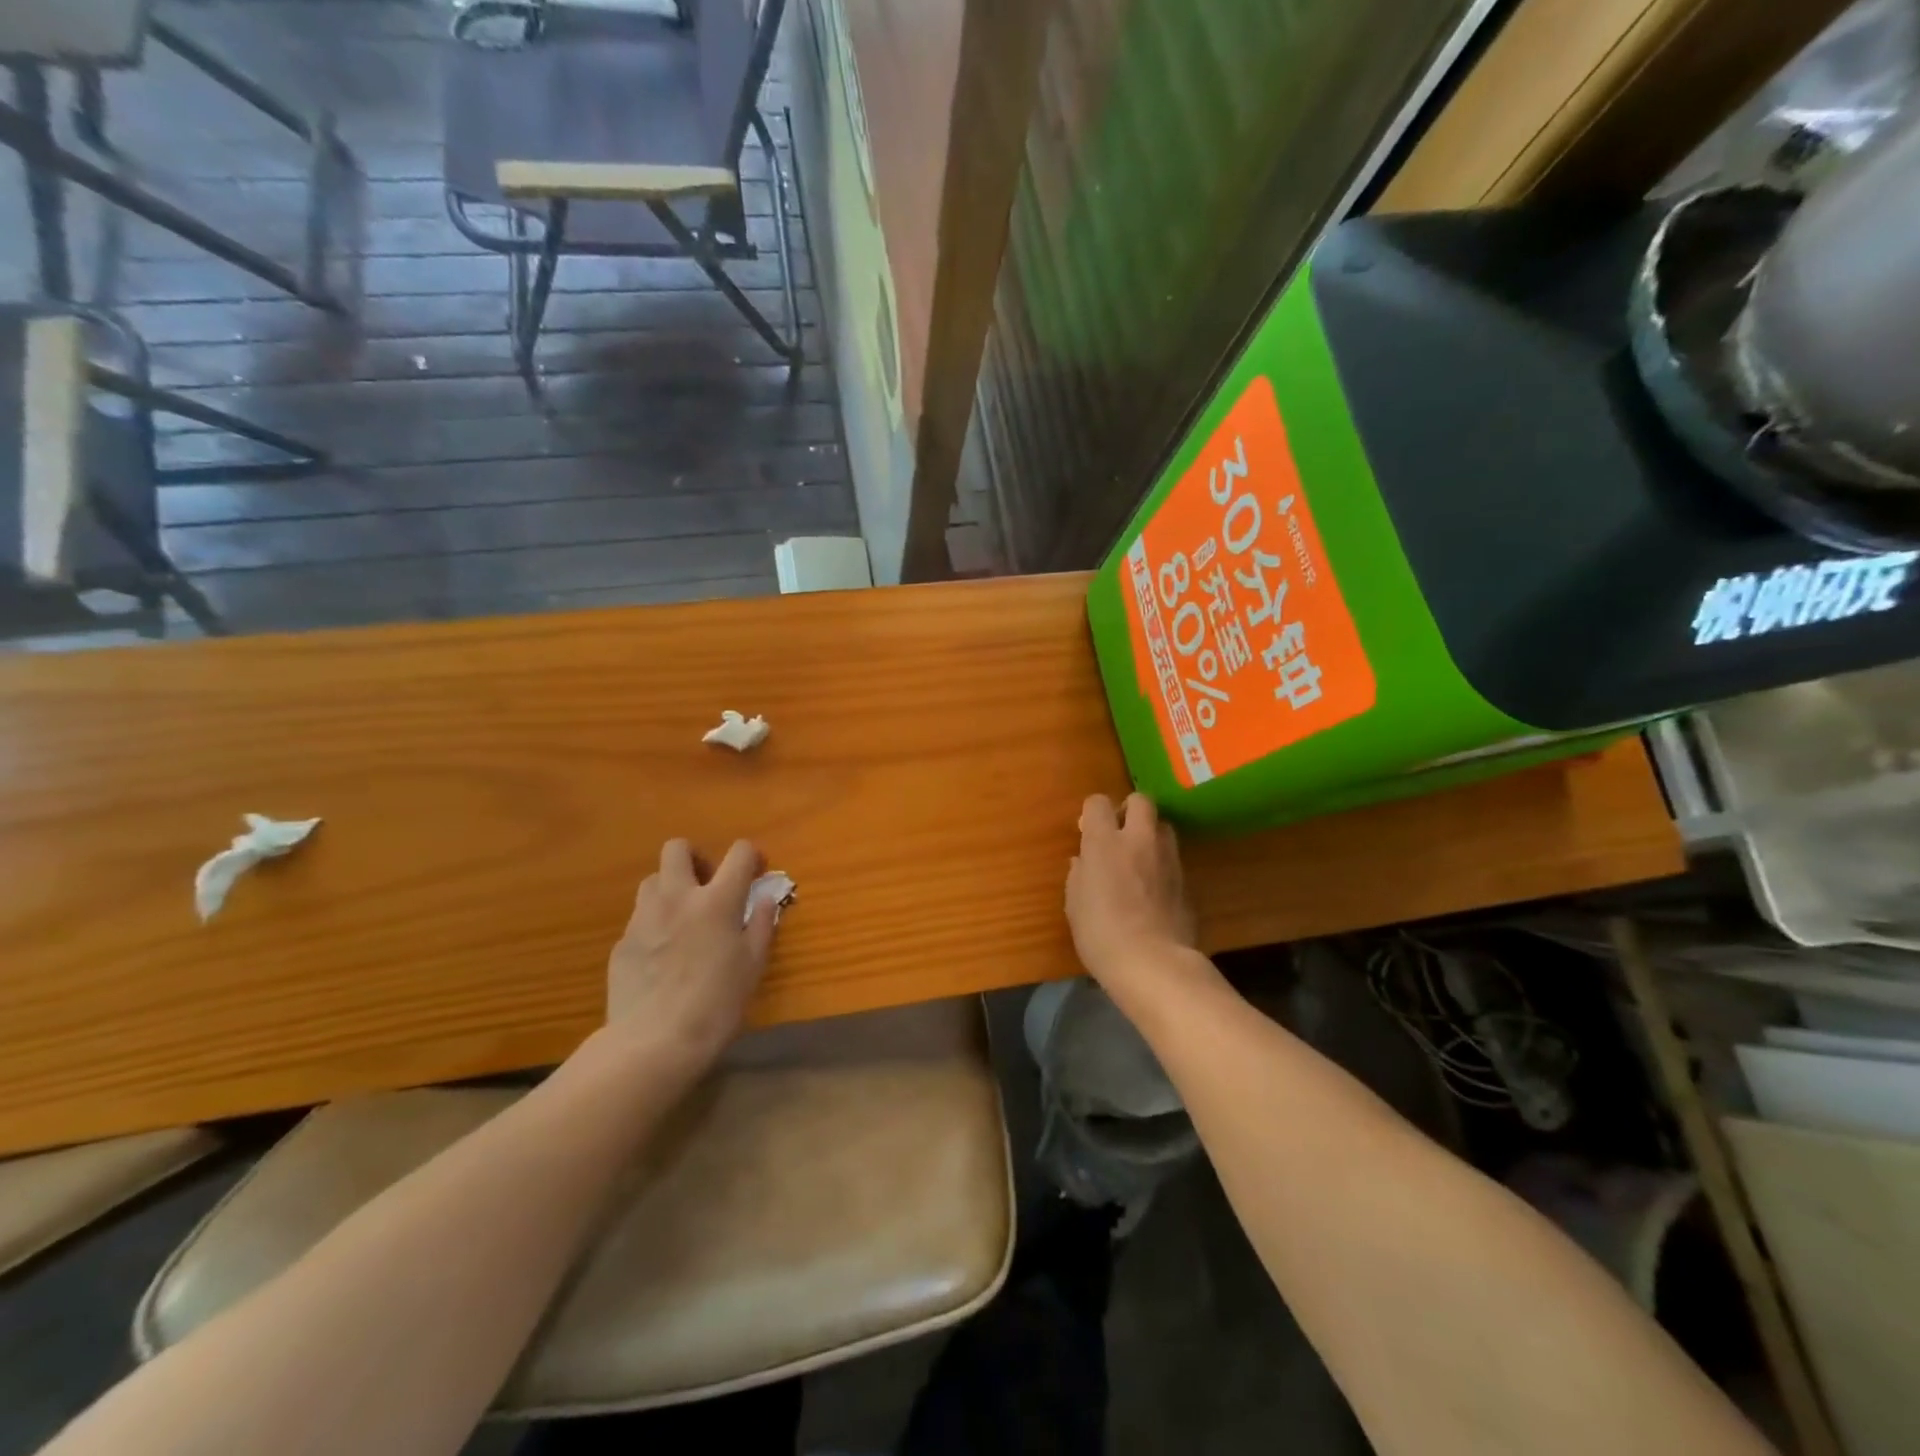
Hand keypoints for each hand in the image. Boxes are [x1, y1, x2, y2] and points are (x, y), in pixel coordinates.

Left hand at [599, 838, 779, 1081]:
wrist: (654, 1043)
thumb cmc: (716, 1004)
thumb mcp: (753, 965)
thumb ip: (762, 924)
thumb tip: (766, 897)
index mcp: (716, 900)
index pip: (739, 853)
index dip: (752, 856)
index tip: (757, 873)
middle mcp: (677, 898)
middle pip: (678, 848)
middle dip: (696, 858)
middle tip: (709, 886)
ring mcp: (643, 918)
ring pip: (653, 880)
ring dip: (671, 888)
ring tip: (684, 918)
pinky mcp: (622, 943)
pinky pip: (640, 918)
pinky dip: (655, 923)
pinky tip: (663, 955)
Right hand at [1065, 793, 1199, 994]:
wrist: (1153, 963)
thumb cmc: (1101, 934)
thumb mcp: (1075, 905)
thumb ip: (1079, 875)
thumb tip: (1083, 862)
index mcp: (1105, 842)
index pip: (1098, 803)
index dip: (1092, 812)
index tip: (1087, 831)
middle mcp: (1139, 840)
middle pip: (1141, 801)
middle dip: (1129, 810)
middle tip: (1119, 833)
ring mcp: (1168, 858)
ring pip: (1164, 827)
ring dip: (1150, 834)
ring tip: (1139, 858)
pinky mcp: (1187, 880)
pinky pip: (1173, 859)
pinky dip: (1162, 864)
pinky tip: (1153, 889)